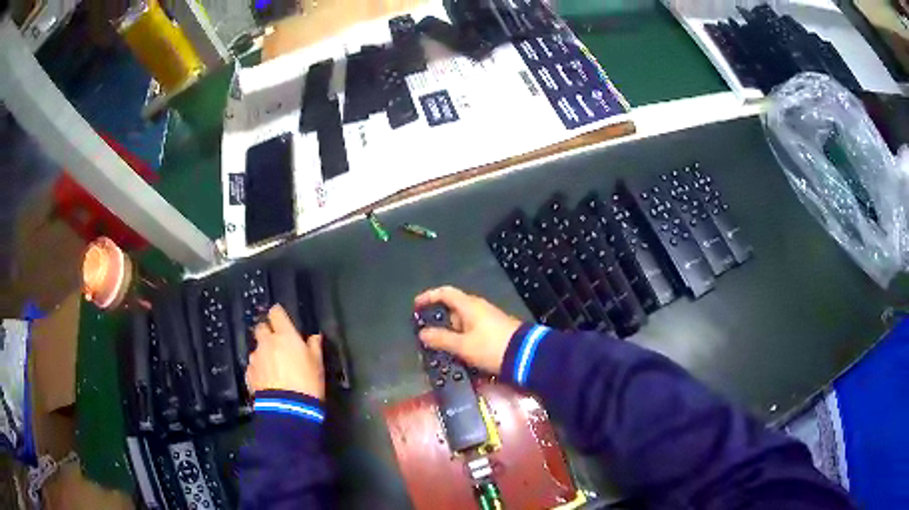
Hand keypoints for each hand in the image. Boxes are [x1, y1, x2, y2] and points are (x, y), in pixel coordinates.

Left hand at [246, 305, 324, 399]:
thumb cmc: (307, 383)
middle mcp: (266, 343)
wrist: (288, 408)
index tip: (282, 319)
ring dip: (264, 354)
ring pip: (257, 349)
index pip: (276, 313)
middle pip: (261, 328)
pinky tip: (268, 381)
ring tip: (274, 369)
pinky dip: (260, 370)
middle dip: (267, 333)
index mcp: (285, 336)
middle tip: (277, 344)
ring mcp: (255, 358)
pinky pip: (254, 367)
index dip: (278, 314)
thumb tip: (314, 337)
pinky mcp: (249, 374)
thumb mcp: (317, 364)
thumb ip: (314, 347)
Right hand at [414, 286, 521, 374]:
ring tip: (439, 347)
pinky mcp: (494, 330)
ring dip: (449, 331)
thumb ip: (441, 339)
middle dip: (438, 319)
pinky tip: (457, 350)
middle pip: (452, 307)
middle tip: (425, 334)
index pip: (445, 293)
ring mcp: (487, 318)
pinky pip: (471, 329)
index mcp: (469, 305)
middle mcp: (478, 307)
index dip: (429, 296)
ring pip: (462, 320)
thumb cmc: (491, 347)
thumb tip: (422, 333)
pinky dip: (460, 336)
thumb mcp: (463, 346)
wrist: (526, 355)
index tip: (416, 306)